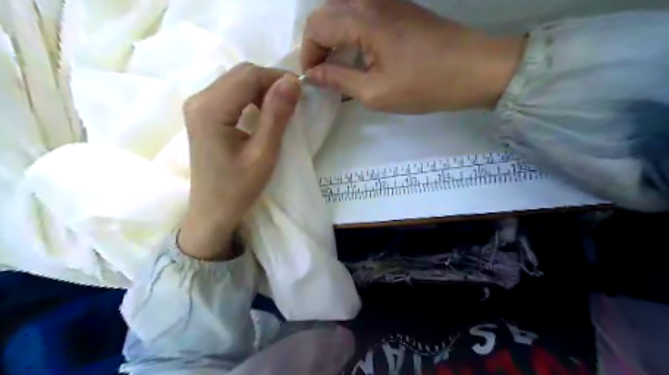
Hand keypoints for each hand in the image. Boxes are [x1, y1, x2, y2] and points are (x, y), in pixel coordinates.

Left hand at [179, 62, 301, 259]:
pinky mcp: (202, 113)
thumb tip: (293, 80)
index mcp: (210, 109)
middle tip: (293, 103)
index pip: (249, 75)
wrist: (212, 211)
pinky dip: (251, 97)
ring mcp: (197, 106)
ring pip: (236, 80)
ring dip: (262, 89)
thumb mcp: (264, 153)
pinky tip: (263, 113)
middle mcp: (198, 99)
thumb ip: (277, 115)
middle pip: (241, 74)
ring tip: (281, 109)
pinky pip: (231, 92)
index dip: (278, 78)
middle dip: (271, 82)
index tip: (301, 94)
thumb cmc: (238, 188)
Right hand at [304, 0, 527, 111]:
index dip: (308, 54)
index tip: (314, 78)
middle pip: (327, 13)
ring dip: (335, 38)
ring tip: (340, 67)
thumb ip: (339, 80)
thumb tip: (313, 75)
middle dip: (318, 44)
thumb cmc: (424, 85)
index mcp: (363, 20)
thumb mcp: (375, 92)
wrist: (474, 69)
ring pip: (344, 11)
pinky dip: (352, 33)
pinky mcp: (399, 8)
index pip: (316, 26)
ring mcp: (387, 1)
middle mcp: (371, 1)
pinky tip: (360, 56)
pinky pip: (363, 14)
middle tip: (324, 73)